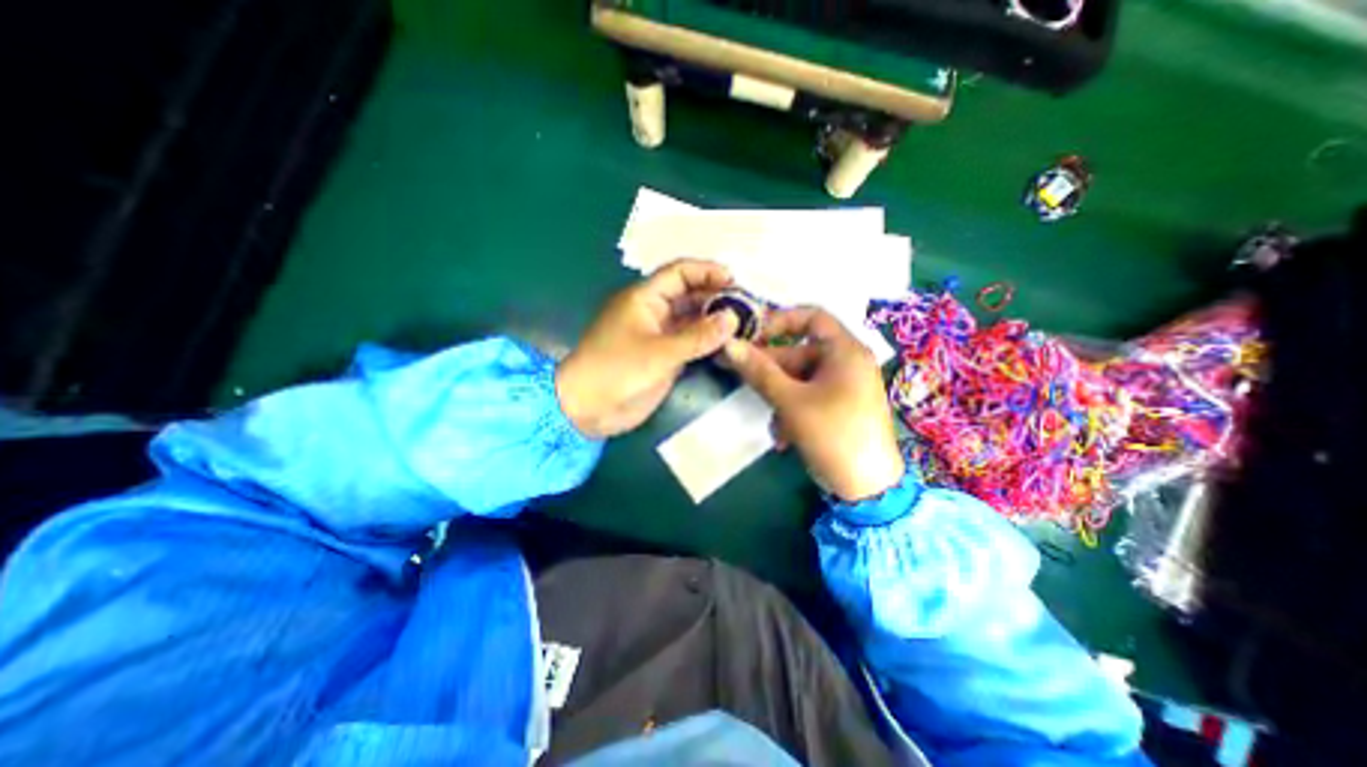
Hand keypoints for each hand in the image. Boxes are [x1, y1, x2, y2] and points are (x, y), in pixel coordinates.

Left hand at [552, 258, 737, 435]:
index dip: (707, 271)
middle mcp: (654, 312)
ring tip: (746, 324)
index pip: (679, 273)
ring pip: (692, 320)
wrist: (589, 408)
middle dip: (717, 297)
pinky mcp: (664, 357)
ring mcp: (660, 336)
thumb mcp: (660, 352)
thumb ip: (698, 336)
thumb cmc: (617, 371)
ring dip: (715, 321)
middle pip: (690, 296)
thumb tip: (732, 319)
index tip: (735, 281)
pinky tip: (730, 344)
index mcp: (644, 298)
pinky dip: (708, 342)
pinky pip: (691, 343)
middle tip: (749, 306)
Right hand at [718, 306, 905, 502]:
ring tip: (772, 422)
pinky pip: (807, 397)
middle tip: (735, 372)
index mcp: (845, 350)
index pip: (811, 317)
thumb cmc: (833, 434)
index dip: (779, 320)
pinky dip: (792, 411)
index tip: (751, 335)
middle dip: (769, 370)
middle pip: (799, 353)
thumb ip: (759, 371)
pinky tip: (784, 436)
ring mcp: (843, 386)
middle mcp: (847, 362)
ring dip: (779, 398)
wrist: (868, 488)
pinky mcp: (838, 407)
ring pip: (799, 380)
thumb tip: (728, 344)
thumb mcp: (791, 401)